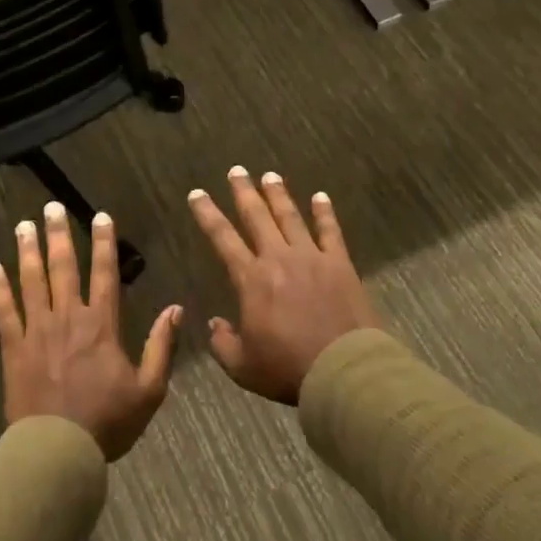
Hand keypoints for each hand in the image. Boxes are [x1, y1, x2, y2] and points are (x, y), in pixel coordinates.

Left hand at [0, 201, 181, 460]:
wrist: (58, 450)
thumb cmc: (108, 421)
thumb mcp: (150, 389)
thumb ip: (162, 346)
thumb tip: (176, 309)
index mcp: (102, 325)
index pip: (105, 274)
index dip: (104, 243)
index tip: (101, 216)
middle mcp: (69, 318)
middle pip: (63, 268)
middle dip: (59, 235)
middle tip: (52, 207)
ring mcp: (37, 331)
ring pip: (32, 281)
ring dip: (28, 251)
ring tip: (24, 225)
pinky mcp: (14, 348)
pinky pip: (4, 311)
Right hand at [188, 169, 377, 404]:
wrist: (343, 370)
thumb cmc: (287, 369)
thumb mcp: (242, 366)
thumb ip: (223, 342)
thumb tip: (215, 324)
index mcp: (251, 279)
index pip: (223, 239)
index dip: (208, 214)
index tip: (197, 194)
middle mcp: (279, 259)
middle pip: (257, 217)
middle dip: (244, 192)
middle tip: (236, 170)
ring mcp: (312, 258)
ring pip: (291, 217)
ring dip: (279, 195)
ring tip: (269, 175)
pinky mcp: (340, 264)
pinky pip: (331, 231)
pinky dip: (325, 213)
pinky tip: (320, 196)